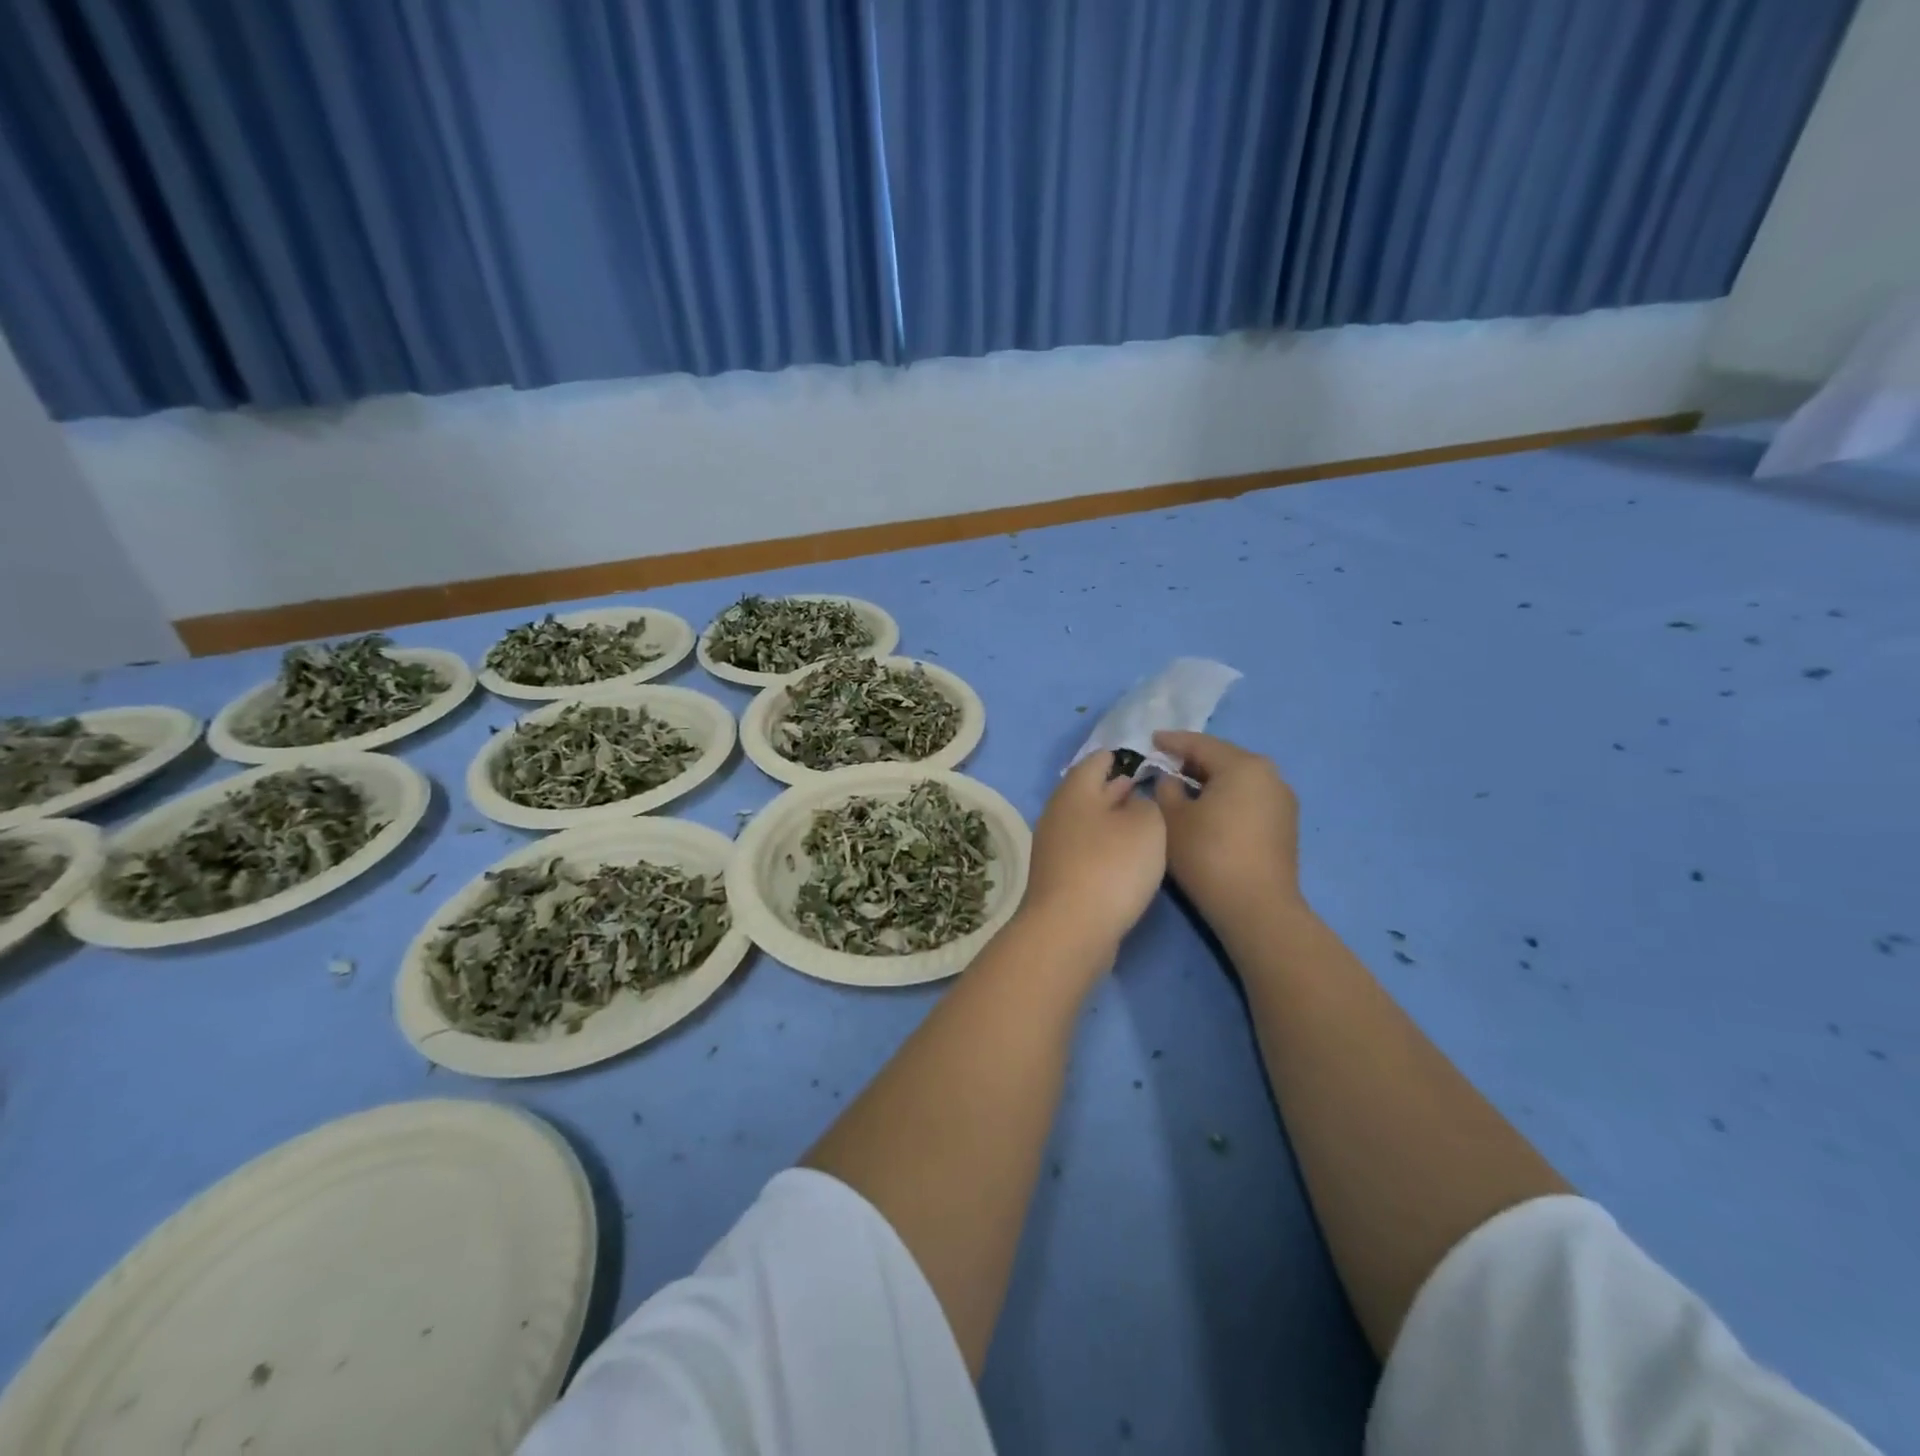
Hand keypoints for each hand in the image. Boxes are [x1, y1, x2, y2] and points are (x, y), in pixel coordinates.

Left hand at [1019, 752, 1166, 957]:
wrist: (1070, 929)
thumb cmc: (1111, 867)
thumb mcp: (1146, 825)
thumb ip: (1146, 804)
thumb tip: (1133, 803)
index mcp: (1075, 791)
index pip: (1095, 761)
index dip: (1119, 757)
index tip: (1140, 758)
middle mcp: (1057, 814)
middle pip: (1087, 792)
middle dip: (1114, 788)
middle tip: (1143, 786)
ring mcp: (1053, 848)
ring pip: (1086, 822)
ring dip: (1110, 819)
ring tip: (1140, 822)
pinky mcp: (1057, 877)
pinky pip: (1084, 850)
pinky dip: (1103, 846)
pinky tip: (1124, 858)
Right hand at [1152, 731, 1303, 928]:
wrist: (1256, 907)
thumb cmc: (1208, 854)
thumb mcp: (1172, 819)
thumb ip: (1166, 789)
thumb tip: (1171, 780)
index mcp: (1242, 765)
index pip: (1200, 744)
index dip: (1171, 742)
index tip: (1151, 740)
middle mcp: (1269, 775)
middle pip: (1223, 758)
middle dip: (1192, 760)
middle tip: (1164, 764)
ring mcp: (1282, 800)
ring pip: (1238, 779)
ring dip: (1210, 780)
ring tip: (1183, 788)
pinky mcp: (1285, 824)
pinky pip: (1249, 798)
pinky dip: (1227, 797)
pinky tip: (1208, 810)